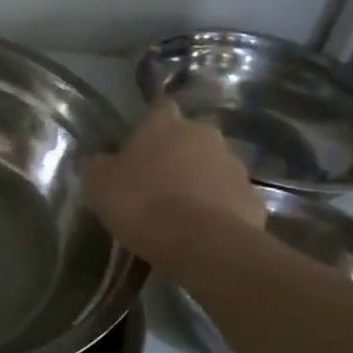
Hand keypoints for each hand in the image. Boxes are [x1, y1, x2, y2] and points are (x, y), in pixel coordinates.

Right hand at [83, 99, 267, 257]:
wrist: (202, 243)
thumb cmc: (142, 204)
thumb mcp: (99, 185)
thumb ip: (99, 166)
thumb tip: (100, 162)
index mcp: (165, 124)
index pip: (159, 108)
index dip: (149, 125)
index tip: (139, 144)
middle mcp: (204, 134)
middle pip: (189, 137)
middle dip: (176, 154)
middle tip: (157, 181)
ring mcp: (234, 165)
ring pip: (212, 166)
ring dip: (199, 180)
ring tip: (180, 210)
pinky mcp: (253, 197)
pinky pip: (229, 198)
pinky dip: (218, 208)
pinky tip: (202, 230)